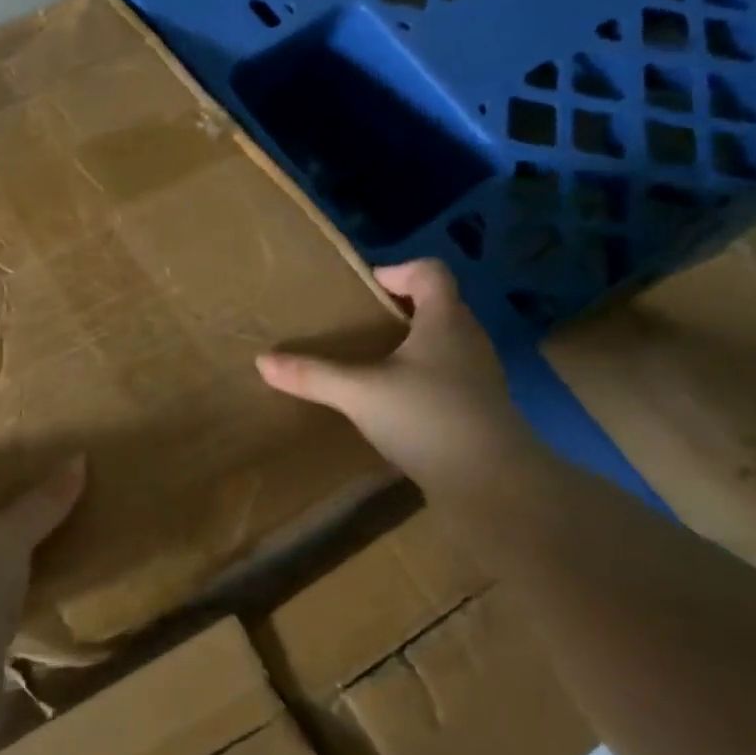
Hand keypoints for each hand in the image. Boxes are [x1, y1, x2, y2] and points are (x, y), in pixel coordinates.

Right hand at [256, 260, 543, 489]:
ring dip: (411, 345)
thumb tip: (262, 361)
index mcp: (445, 319)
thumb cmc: (427, 417)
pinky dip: (422, 377)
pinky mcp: (480, 408)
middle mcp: (469, 339)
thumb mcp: (360, 393)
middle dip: (399, 310)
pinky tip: (396, 404)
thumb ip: (313, 376)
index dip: (397, 271)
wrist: (493, 484)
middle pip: (438, 305)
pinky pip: (448, 376)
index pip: (430, 271)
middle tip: (360, 327)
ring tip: (373, 364)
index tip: (365, 290)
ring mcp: (480, 375)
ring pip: (444, 343)